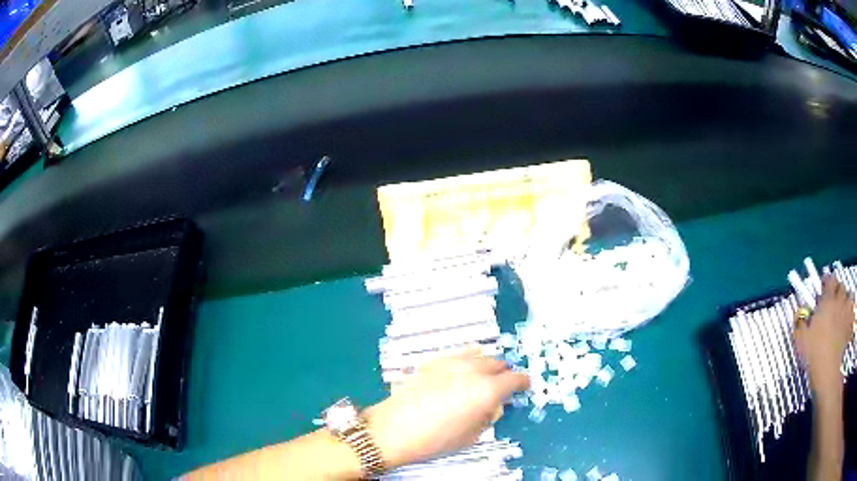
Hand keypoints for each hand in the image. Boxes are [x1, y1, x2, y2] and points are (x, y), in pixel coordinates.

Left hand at [364, 352, 528, 468]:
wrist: (393, 429)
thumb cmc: (435, 439)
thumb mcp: (472, 435)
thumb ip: (488, 416)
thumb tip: (492, 406)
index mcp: (486, 390)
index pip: (515, 378)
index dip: (522, 382)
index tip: (523, 386)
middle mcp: (472, 370)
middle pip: (497, 363)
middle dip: (503, 373)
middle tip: (500, 386)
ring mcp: (451, 362)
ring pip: (478, 355)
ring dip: (485, 365)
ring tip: (480, 379)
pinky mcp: (433, 361)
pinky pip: (458, 356)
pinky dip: (466, 362)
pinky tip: (459, 375)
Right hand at [794, 275, 854, 399]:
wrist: (827, 370)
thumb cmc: (814, 352)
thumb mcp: (801, 338)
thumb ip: (800, 321)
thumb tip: (800, 313)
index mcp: (828, 300)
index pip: (830, 279)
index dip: (827, 281)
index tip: (823, 287)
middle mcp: (840, 301)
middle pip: (842, 287)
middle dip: (839, 291)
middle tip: (833, 301)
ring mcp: (847, 313)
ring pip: (850, 298)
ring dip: (846, 302)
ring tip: (842, 310)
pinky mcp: (850, 327)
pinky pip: (852, 316)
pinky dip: (850, 317)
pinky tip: (847, 324)